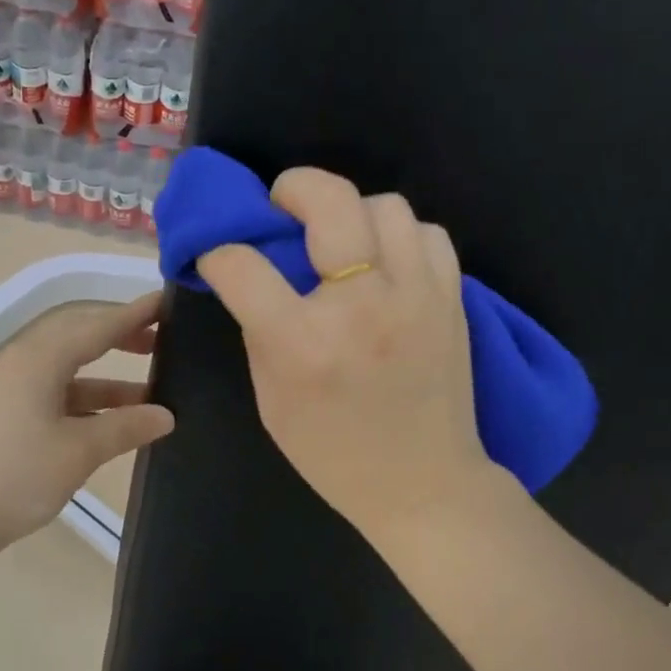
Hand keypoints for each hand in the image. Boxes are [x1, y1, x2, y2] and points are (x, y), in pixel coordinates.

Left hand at [0, 292, 174, 552]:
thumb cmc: (15, 477)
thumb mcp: (78, 452)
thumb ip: (125, 428)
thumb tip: (166, 415)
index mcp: (38, 359)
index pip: (96, 326)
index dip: (134, 315)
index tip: (167, 303)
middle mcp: (21, 363)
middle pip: (78, 339)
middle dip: (120, 339)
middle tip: (161, 342)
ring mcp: (8, 389)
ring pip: (67, 371)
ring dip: (106, 379)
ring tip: (150, 391)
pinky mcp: (2, 414)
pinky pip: (52, 394)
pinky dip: (84, 402)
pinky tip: (110, 421)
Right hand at [197, 169, 501, 543]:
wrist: (423, 484)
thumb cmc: (333, 454)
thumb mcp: (272, 401)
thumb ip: (260, 332)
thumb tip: (253, 279)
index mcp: (303, 343)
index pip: (243, 265)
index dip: (219, 252)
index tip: (219, 256)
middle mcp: (361, 306)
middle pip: (329, 200)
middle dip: (292, 187)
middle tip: (281, 205)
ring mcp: (416, 296)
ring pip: (386, 204)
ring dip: (352, 212)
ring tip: (340, 241)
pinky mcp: (452, 298)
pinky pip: (428, 233)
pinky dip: (399, 236)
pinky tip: (385, 263)